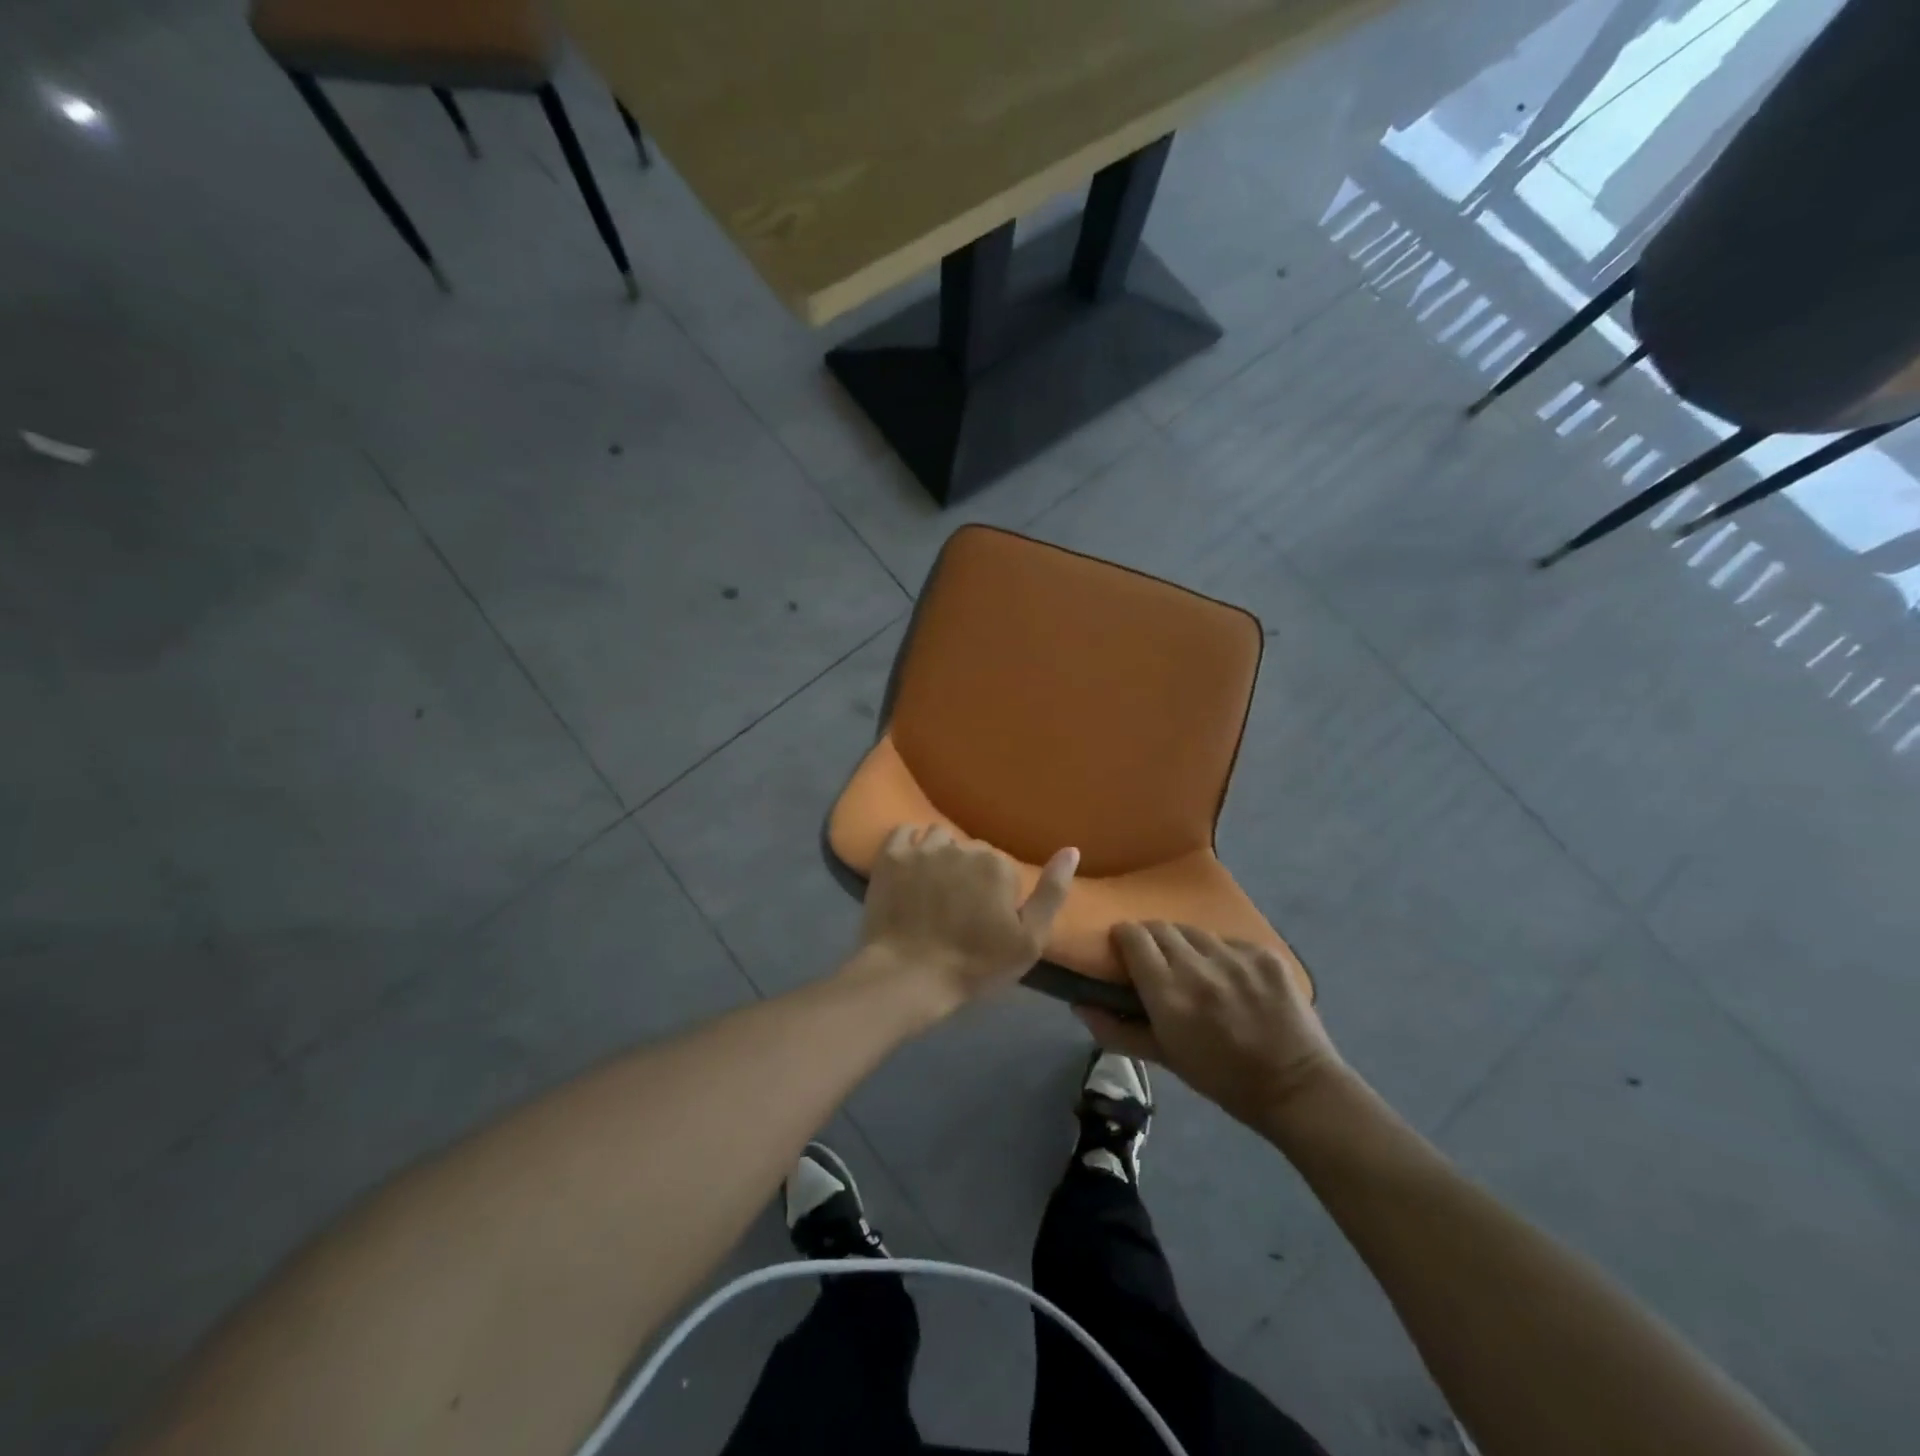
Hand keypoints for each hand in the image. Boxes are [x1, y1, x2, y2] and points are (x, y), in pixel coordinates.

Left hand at [852, 826, 1077, 1014]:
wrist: (908, 976)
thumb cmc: (975, 965)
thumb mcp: (1030, 940)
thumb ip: (1052, 892)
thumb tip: (1071, 849)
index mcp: (996, 864)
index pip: (1002, 867)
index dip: (997, 893)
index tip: (986, 919)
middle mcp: (961, 847)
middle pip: (971, 850)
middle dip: (969, 872)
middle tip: (959, 908)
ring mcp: (922, 849)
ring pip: (940, 838)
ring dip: (941, 855)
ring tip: (934, 886)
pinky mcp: (890, 857)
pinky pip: (904, 831)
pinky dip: (909, 842)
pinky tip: (911, 865)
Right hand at [1080, 922, 1345, 1132]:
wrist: (1295, 1087)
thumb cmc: (1222, 1079)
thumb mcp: (1164, 1058)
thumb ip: (1117, 1030)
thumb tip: (1079, 1005)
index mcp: (1168, 994)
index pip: (1133, 937)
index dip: (1124, 937)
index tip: (1123, 949)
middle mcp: (1198, 967)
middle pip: (1160, 927)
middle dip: (1151, 939)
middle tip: (1156, 960)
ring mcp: (1235, 957)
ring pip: (1194, 931)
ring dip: (1186, 944)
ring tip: (1195, 967)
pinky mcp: (1264, 954)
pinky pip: (1229, 941)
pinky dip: (1221, 953)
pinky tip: (1230, 977)